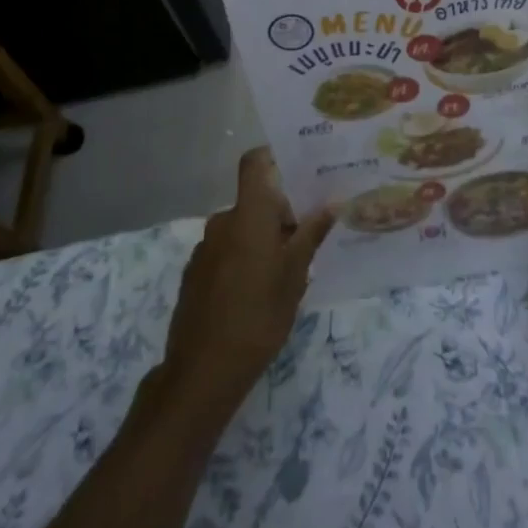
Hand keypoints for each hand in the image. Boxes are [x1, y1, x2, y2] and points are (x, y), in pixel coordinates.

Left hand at [161, 148, 334, 416]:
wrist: (203, 370)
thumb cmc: (259, 314)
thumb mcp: (296, 274)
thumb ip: (312, 234)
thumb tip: (333, 202)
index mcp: (248, 213)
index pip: (254, 162)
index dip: (273, 157)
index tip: (299, 171)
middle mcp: (223, 220)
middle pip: (254, 201)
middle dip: (280, 215)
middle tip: (306, 241)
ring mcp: (205, 248)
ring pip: (241, 229)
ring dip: (262, 240)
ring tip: (285, 274)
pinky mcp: (195, 273)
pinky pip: (226, 251)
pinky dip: (243, 259)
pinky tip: (256, 293)